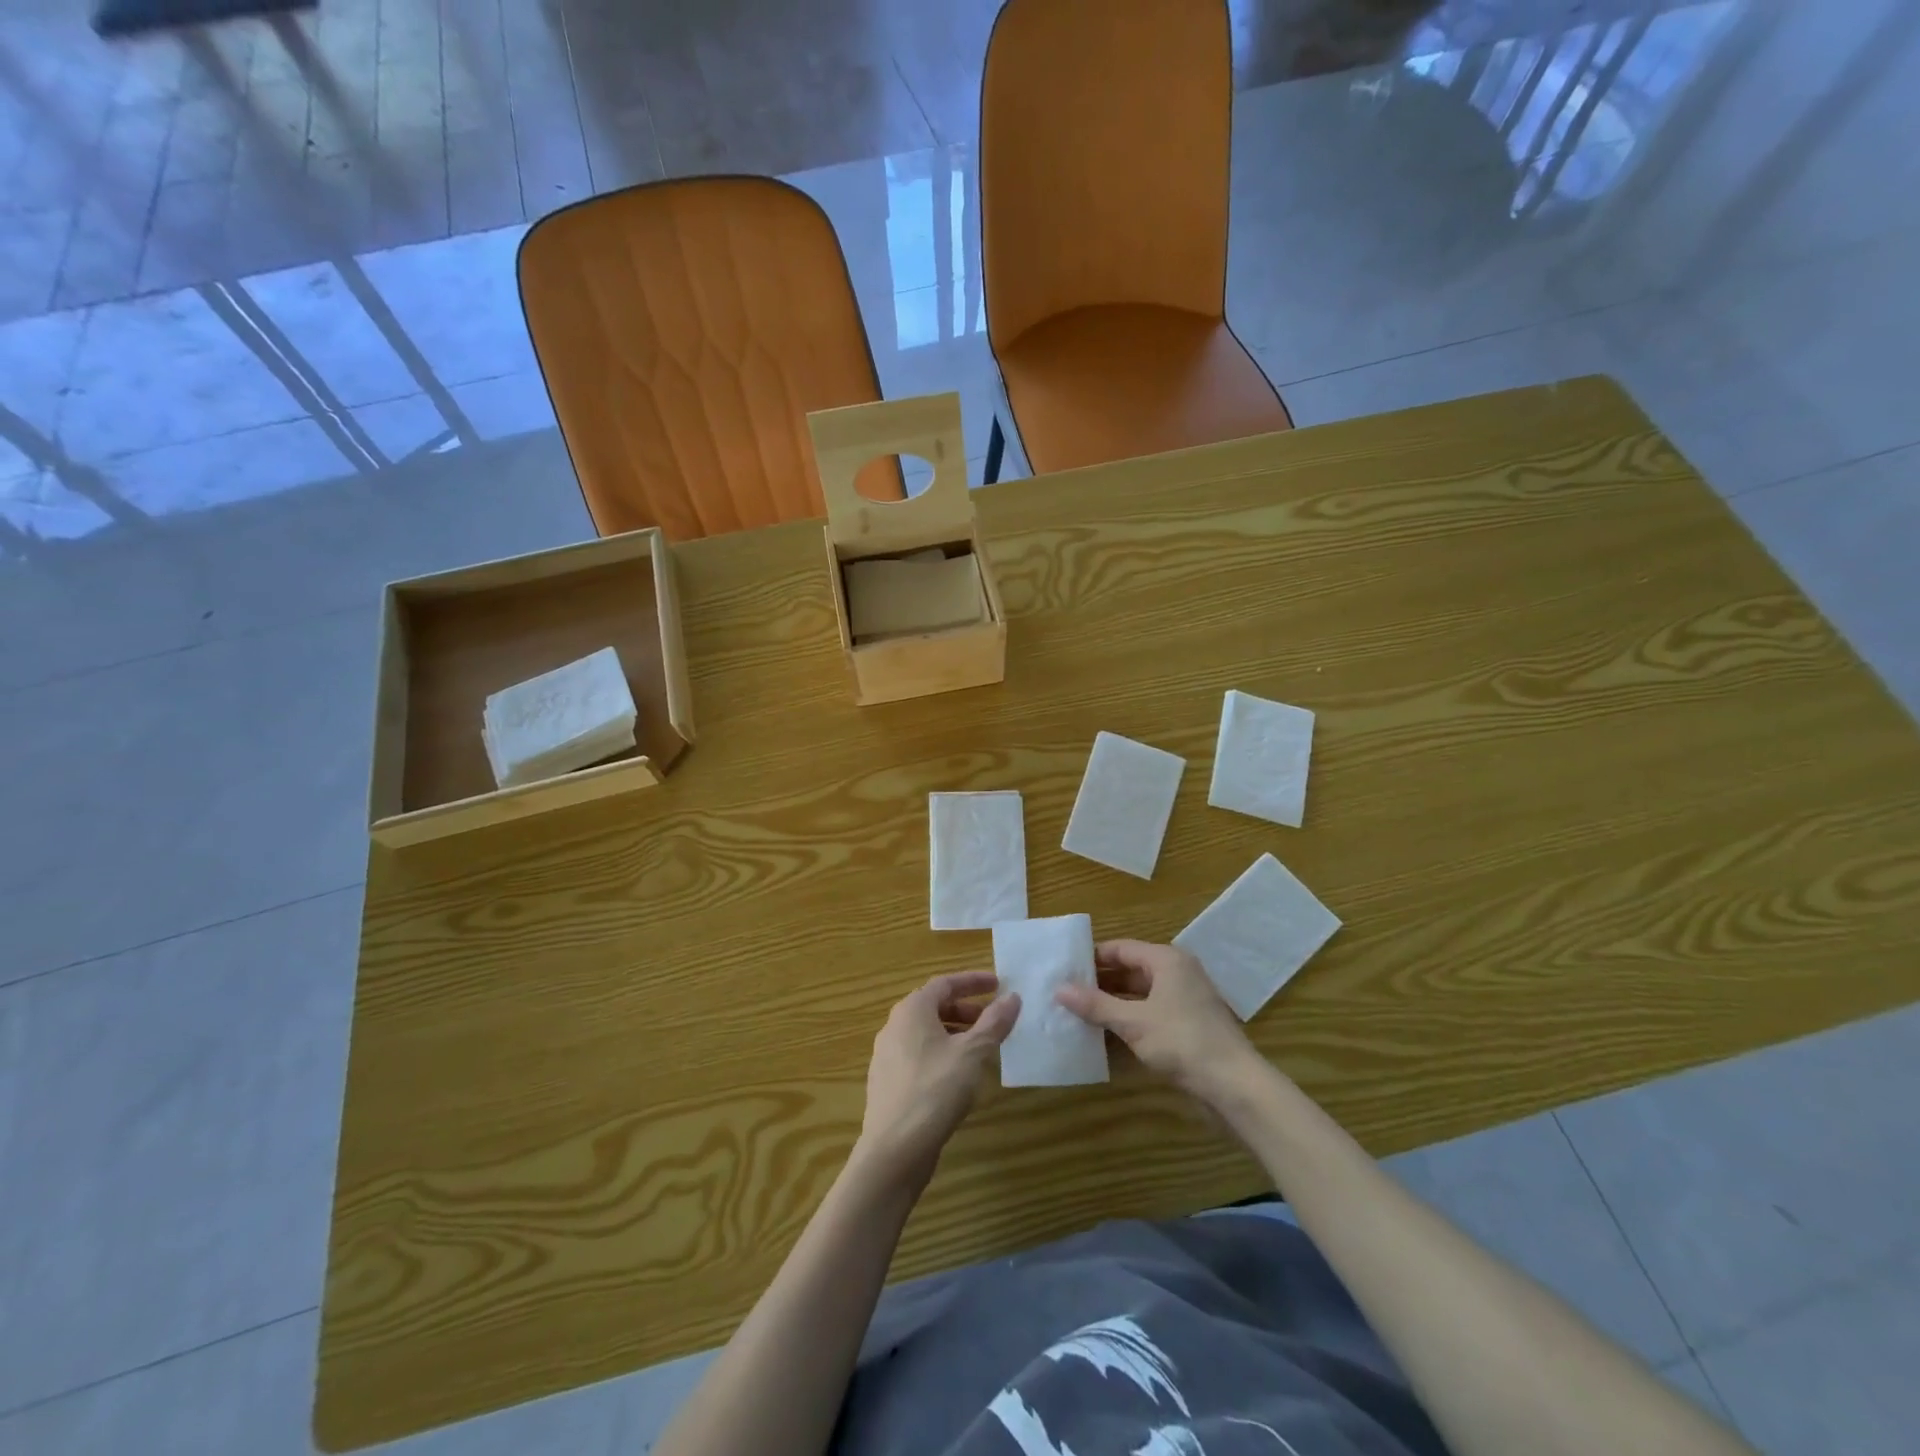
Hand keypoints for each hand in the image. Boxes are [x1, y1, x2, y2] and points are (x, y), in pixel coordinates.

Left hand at [857, 972, 1019, 1188]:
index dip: (973, 981)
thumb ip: (994, 1022)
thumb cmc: (936, 1089)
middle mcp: (894, 1026)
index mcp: (912, 1010)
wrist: (894, 1149)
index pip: (945, 983)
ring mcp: (887, 1055)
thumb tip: (1012, 997)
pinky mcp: (888, 1082)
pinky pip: (920, 1055)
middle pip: (934, 1006)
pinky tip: (960, 1075)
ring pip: (927, 1033)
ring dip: (956, 1033)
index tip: (999, 984)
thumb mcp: (973, 1053)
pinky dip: (943, 1054)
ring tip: (982, 1048)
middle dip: (966, 1009)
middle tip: (994, 1019)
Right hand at [1056, 940, 1262, 1106]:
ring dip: (1112, 1002)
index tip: (1063, 967)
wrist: (1234, 1085)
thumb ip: (1096, 1005)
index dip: (1092, 957)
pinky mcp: (1187, 1024)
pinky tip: (1105, 1031)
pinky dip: (1128, 1018)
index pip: (1121, 948)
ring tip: (1078, 1011)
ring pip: (1139, 993)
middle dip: (1099, 981)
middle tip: (1065, 991)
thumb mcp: (1133, 1022)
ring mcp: (1184, 999)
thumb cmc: (1182, 1042)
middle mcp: (1176, 972)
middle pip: (1130, 969)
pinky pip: (1150, 1011)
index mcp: (1166, 960)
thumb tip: (1059, 989)